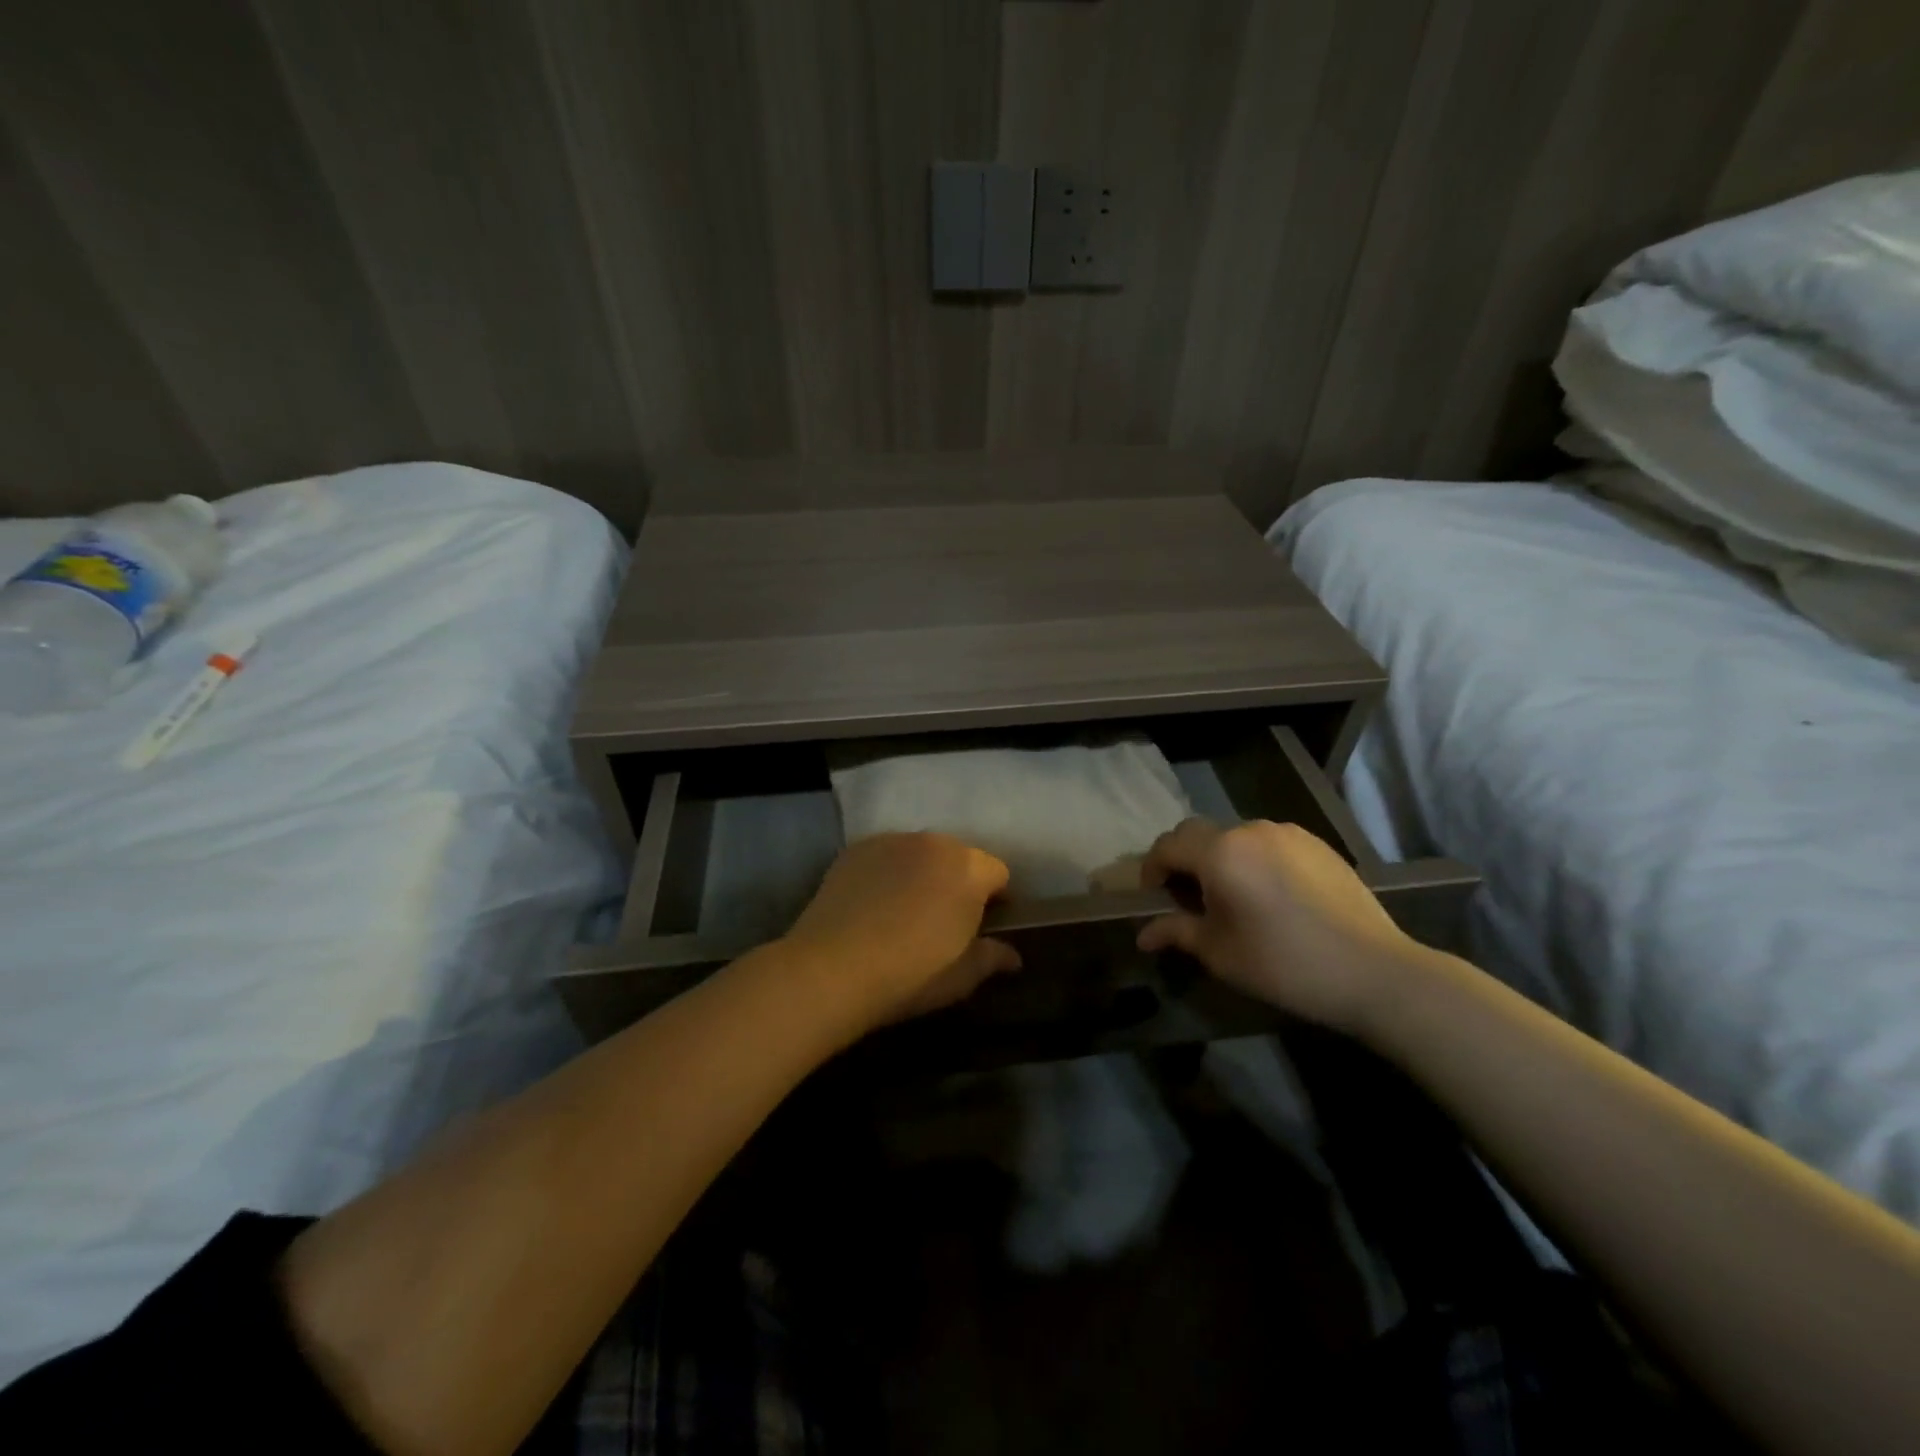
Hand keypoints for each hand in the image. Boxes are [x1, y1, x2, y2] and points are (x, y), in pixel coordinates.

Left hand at [782, 832, 1020, 1031]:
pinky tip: (873, 904)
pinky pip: (885, 856)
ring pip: (920, 853)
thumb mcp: (962, 976)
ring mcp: (891, 841)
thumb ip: (992, 957)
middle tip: (944, 920)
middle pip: (958, 857)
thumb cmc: (910, 974)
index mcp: (968, 868)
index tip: (984, 925)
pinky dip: (887, 872)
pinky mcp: (855, 849)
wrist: (832, 968)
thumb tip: (1013, 956)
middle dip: (958, 882)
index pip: (998, 872)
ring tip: (904, 910)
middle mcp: (933, 843)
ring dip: (922, 873)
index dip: (995, 899)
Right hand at [1136, 817, 1418, 1033]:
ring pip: (1236, 837)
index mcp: (1220, 852)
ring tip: (1233, 898)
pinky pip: (1270, 844)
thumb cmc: (1283, 963)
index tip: (1154, 898)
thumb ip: (1176, 932)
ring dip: (1221, 860)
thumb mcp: (1219, 952)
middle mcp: (1250, 830)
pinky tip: (1271, 896)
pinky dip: (1255, 861)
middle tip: (1188, 899)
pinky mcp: (1318, 844)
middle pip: (1199, 834)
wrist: (1374, 971)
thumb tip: (1144, 934)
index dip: (1152, 869)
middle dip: (1184, 861)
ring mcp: (1288, 833)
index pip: (1167, 846)